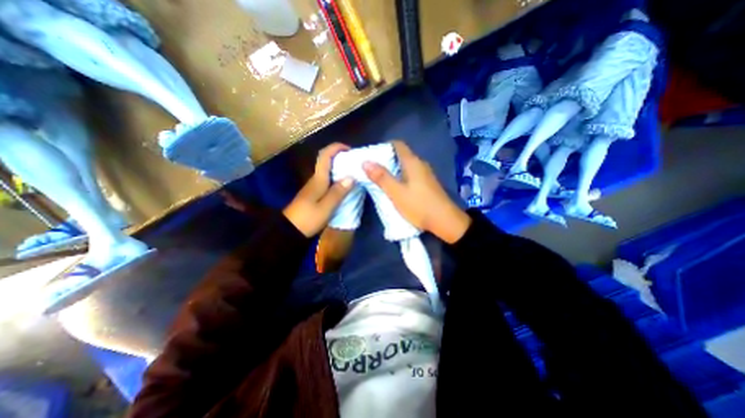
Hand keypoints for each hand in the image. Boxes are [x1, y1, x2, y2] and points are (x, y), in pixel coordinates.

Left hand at [286, 143, 353, 234]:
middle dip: (341, 158)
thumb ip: (338, 192)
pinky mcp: (315, 194)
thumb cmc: (308, 218)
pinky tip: (345, 186)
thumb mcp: (326, 207)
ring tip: (354, 173)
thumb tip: (351, 177)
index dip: (336, 148)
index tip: (350, 149)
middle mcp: (315, 179)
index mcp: (318, 179)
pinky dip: (337, 179)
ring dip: (340, 168)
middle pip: (327, 161)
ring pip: (328, 171)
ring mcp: (314, 186)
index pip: (325, 156)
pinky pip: (328, 180)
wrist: (290, 231)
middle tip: (356, 163)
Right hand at [363, 141, 470, 243]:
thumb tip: (365, 162)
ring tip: (380, 179)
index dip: (384, 147)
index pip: (398, 144)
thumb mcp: (396, 193)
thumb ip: (381, 177)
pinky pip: (411, 175)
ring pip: (406, 166)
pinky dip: (401, 177)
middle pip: (401, 155)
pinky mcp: (428, 184)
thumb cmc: (419, 205)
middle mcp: (420, 164)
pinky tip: (395, 188)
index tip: (372, 156)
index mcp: (412, 162)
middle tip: (372, 170)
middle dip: (386, 160)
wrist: (445, 222)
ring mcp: (426, 174)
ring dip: (393, 170)